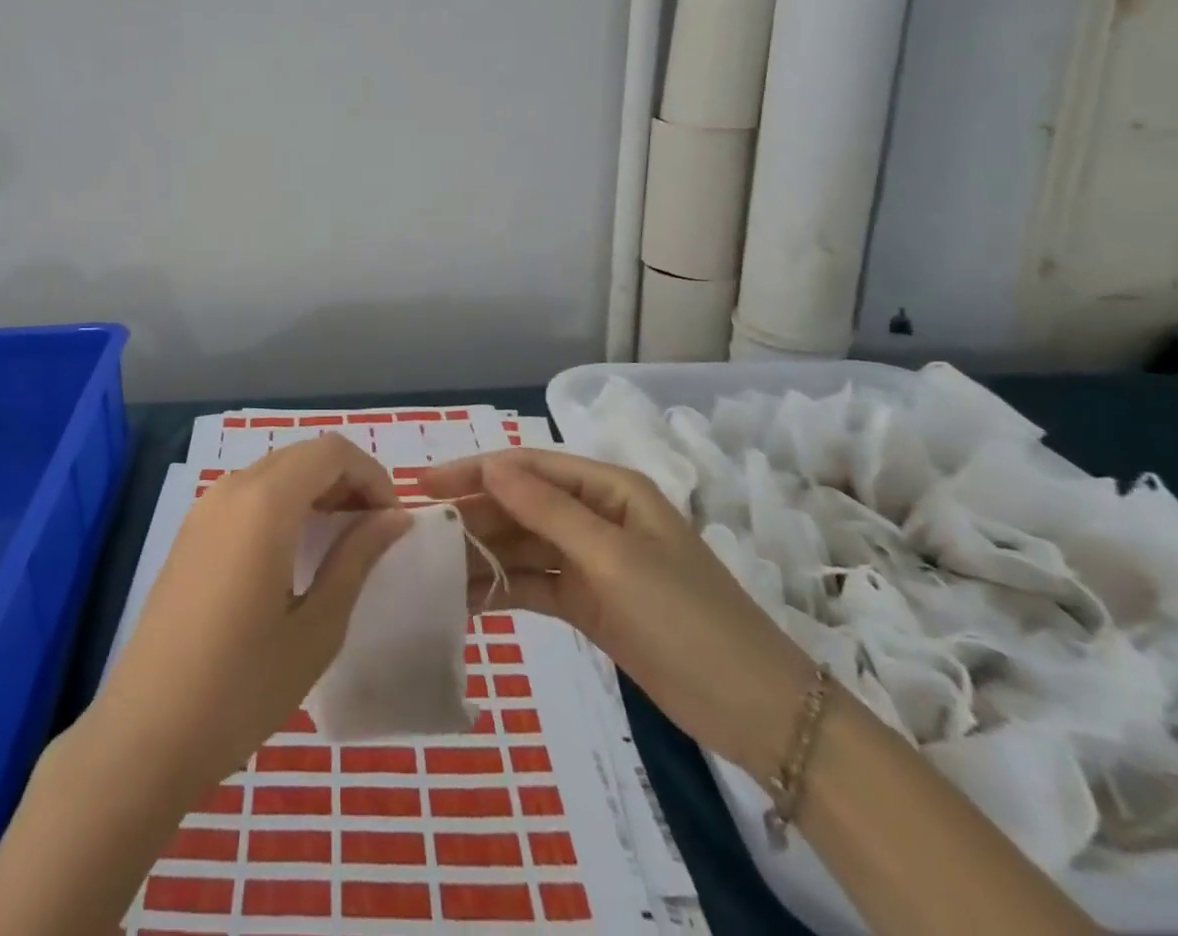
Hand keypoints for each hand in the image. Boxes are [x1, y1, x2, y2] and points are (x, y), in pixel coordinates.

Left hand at [92, 434, 410, 797]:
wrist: (146, 733)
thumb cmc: (242, 688)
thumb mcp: (317, 628)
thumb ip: (357, 559)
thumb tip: (395, 516)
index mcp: (265, 503)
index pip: (331, 451)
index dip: (372, 475)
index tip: (392, 521)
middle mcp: (232, 489)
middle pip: (302, 454)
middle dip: (346, 479)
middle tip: (373, 531)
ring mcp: (204, 508)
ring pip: (274, 471)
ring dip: (315, 489)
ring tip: (341, 541)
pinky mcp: (190, 531)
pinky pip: (248, 494)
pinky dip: (283, 503)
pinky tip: (295, 553)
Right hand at [421, 448, 818, 779]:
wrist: (757, 712)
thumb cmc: (686, 617)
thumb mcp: (614, 558)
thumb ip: (548, 511)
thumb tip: (490, 465)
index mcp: (609, 489)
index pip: (529, 467)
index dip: (476, 471)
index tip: (425, 483)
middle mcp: (597, 516)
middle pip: (522, 504)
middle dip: (474, 515)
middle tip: (420, 531)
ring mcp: (593, 561)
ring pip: (524, 545)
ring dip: (484, 554)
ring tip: (434, 568)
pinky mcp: (589, 602)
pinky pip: (536, 584)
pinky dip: (504, 588)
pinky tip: (467, 598)